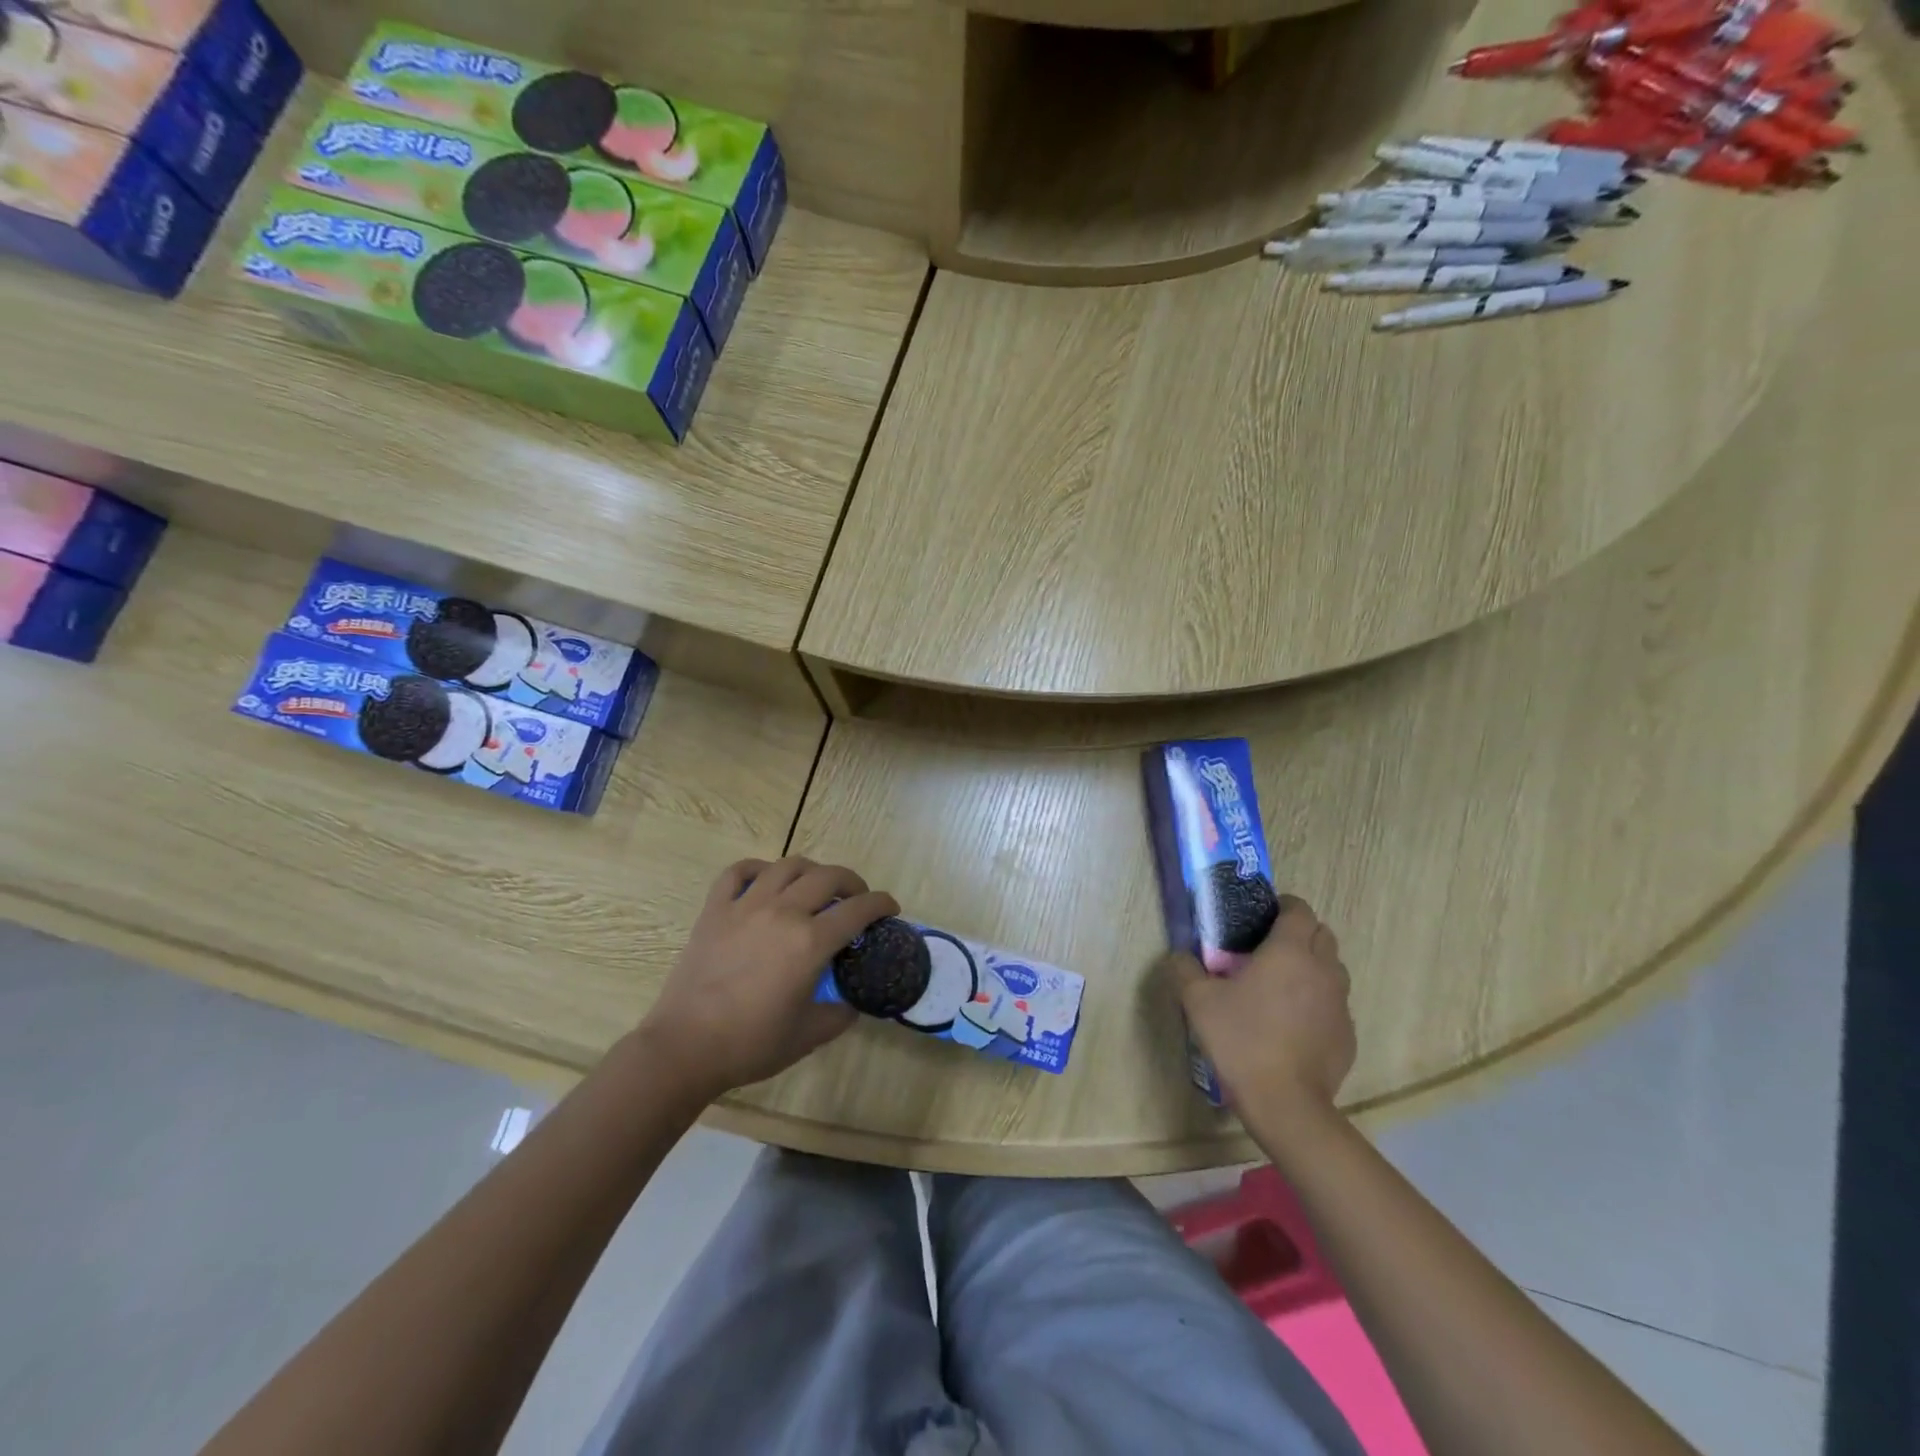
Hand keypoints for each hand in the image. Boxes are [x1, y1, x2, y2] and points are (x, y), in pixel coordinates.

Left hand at [638, 857, 897, 1098]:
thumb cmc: (750, 1044)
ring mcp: (746, 906)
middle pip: (828, 877)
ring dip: (812, 870)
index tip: (890, 907)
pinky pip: (738, 871)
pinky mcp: (715, 910)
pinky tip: (767, 880)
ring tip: (817, 886)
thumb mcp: (808, 1035)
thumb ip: (839, 1014)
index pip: (858, 909)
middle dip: (852, 882)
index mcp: (810, 942)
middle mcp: (783, 912)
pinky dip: (758, 868)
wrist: (685, 1047)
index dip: (881, 903)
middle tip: (857, 897)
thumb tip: (851, 1004)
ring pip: (788, 866)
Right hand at [1162, 895, 1355, 1118]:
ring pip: (1332, 968)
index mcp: (1289, 951)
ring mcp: (1340, 1003)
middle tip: (1267, 950)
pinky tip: (1291, 1024)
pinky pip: (1334, 1004)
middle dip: (1299, 934)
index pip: (1299, 909)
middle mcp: (1322, 969)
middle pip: (1322, 934)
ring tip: (1280, 987)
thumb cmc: (1241, 1040)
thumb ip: (1185, 969)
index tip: (1260, 919)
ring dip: (1311, 967)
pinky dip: (1317, 1002)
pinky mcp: (1347, 1034)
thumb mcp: (1198, 1001)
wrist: (1286, 1104)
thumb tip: (1180, 956)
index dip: (1282, 906)